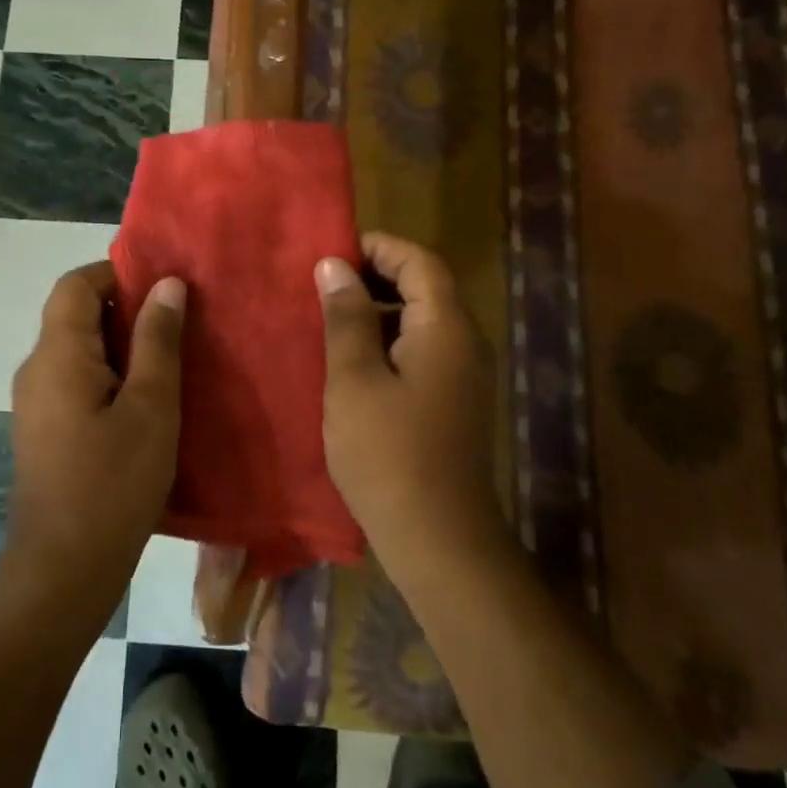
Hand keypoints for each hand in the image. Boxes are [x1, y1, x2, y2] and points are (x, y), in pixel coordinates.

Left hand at [5, 263, 185, 599]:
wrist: (63, 570)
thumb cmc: (113, 483)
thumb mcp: (151, 406)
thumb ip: (158, 340)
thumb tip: (167, 284)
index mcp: (58, 353)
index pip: (76, 283)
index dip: (117, 272)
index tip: (163, 287)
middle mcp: (37, 368)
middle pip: (74, 313)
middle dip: (124, 308)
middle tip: (177, 322)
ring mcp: (35, 401)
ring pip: (77, 348)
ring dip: (119, 343)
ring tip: (168, 358)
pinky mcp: (43, 429)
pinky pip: (74, 379)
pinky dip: (108, 373)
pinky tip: (144, 400)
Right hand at [315, 233, 504, 575]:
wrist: (439, 539)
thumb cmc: (388, 453)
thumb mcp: (354, 379)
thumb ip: (346, 317)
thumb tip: (335, 265)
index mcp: (445, 327)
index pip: (419, 261)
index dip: (377, 247)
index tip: (331, 253)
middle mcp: (464, 341)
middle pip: (424, 286)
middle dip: (374, 276)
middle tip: (322, 285)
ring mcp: (462, 374)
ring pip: (420, 319)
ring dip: (377, 310)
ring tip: (328, 318)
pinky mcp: (453, 400)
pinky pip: (421, 350)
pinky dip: (387, 341)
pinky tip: (351, 362)